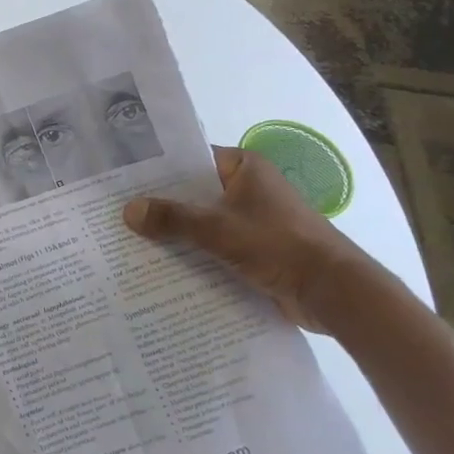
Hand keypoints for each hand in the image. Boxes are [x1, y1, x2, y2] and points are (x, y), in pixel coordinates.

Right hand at [123, 146, 383, 331]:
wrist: (334, 294)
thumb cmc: (278, 245)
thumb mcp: (218, 229)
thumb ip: (172, 219)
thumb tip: (127, 211)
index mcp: (245, 167)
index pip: (191, 159)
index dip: (158, 169)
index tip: (123, 178)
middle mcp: (249, 188)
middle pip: (195, 192)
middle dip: (162, 204)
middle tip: (118, 211)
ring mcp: (254, 220)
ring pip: (204, 221)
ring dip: (178, 232)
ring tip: (132, 239)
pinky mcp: (258, 250)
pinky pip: (216, 245)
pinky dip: (196, 253)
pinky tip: (164, 264)